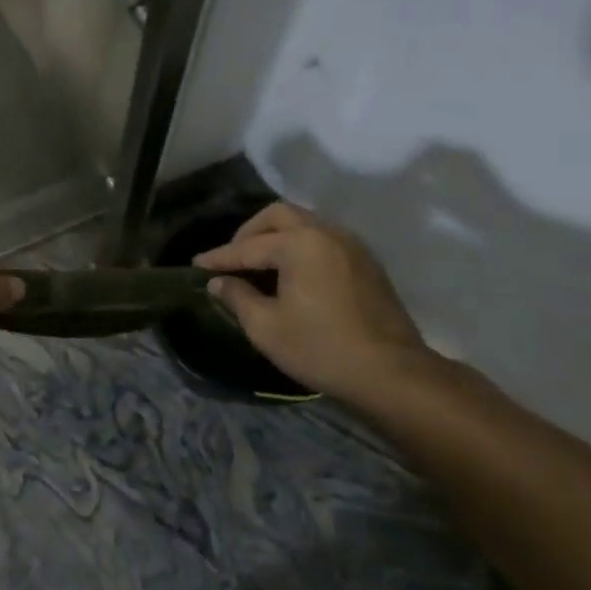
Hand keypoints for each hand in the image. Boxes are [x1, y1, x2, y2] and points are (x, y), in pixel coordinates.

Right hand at [193, 202, 428, 399]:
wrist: (393, 374)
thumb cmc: (321, 348)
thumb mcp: (267, 327)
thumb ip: (238, 297)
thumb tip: (219, 282)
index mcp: (299, 244)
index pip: (248, 246)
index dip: (219, 257)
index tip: (197, 266)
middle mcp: (326, 233)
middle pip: (278, 216)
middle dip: (250, 232)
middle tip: (233, 258)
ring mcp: (351, 245)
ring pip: (305, 223)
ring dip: (277, 236)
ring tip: (260, 264)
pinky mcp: (366, 263)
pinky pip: (324, 239)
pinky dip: (301, 246)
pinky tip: (293, 273)